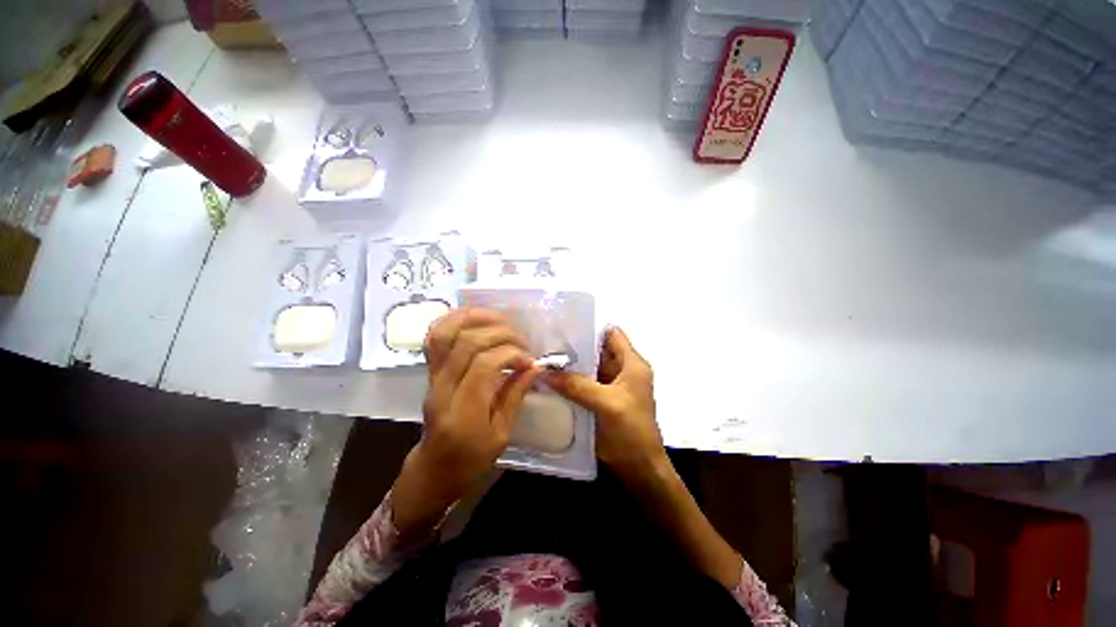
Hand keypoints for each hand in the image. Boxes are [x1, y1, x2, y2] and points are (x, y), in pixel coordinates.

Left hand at [392, 309, 539, 534]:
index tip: (529, 361)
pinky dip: (456, 319)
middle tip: (522, 342)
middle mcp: (442, 388)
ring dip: (476, 318)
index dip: (511, 354)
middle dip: (501, 334)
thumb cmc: (471, 459)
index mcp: (463, 411)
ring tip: (502, 321)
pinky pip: (436, 335)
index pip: (484, 364)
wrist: (435, 467)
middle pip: (467, 343)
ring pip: (445, 332)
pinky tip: (478, 319)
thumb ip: (515, 395)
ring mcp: (432, 376)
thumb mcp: (501, 434)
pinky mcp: (430, 370)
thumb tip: (534, 366)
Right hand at [545, 327, 667, 483]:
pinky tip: (550, 381)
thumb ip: (577, 385)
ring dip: (570, 366)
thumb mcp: (606, 403)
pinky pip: (584, 385)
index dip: (591, 328)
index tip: (564, 326)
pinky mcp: (602, 401)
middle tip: (545, 343)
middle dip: (574, 347)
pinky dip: (571, 382)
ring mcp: (611, 387)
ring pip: (589, 368)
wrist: (640, 469)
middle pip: (597, 351)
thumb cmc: (631, 431)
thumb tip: (545, 372)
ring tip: (543, 359)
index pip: (612, 334)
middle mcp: (622, 371)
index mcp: (632, 364)